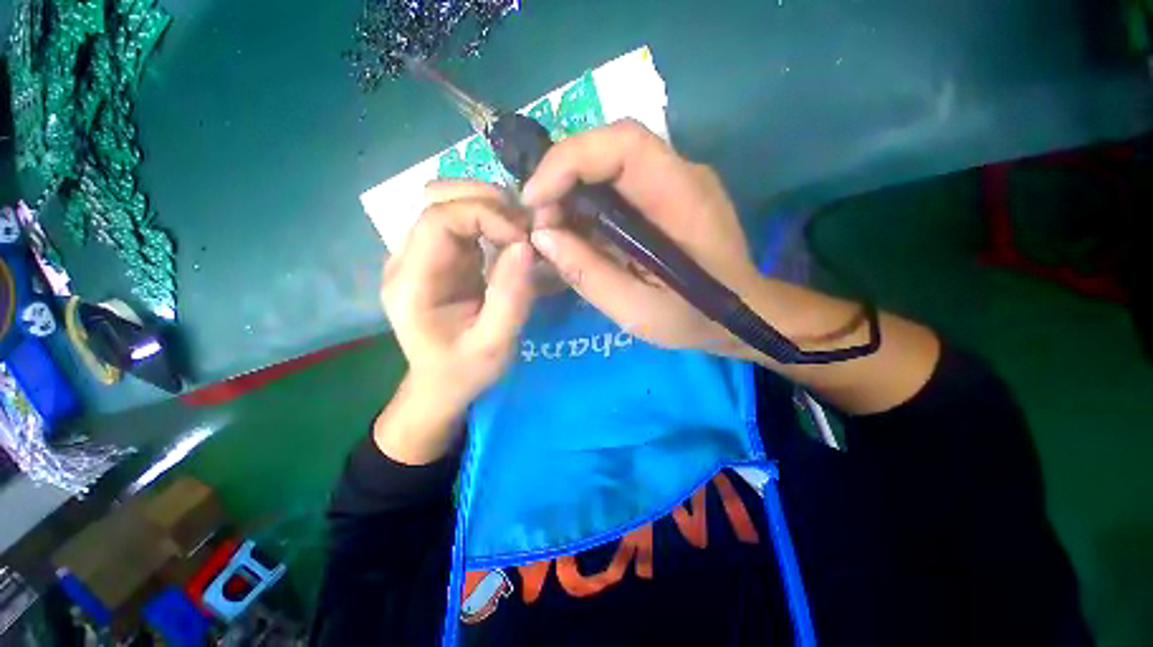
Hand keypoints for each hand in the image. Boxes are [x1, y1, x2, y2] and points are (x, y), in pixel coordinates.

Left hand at [381, 180, 534, 417]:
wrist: (441, 383)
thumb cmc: (464, 370)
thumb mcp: (494, 344)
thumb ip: (510, 298)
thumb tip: (526, 246)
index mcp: (411, 283)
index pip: (439, 219)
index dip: (485, 215)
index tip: (523, 239)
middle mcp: (407, 259)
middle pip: (437, 198)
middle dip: (487, 201)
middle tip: (525, 226)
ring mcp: (420, 254)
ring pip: (448, 201)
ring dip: (489, 205)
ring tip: (520, 229)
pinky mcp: (438, 256)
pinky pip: (461, 219)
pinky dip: (490, 218)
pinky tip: (510, 237)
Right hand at [522, 120, 761, 353]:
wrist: (740, 315)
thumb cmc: (695, 318)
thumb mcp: (637, 309)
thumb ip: (589, 274)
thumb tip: (543, 237)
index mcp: (682, 196)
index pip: (622, 143)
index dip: (568, 160)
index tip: (534, 199)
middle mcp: (681, 174)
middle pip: (610, 148)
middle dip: (562, 177)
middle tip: (540, 221)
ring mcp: (675, 182)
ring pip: (609, 165)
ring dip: (572, 191)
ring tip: (553, 230)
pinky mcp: (666, 196)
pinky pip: (618, 185)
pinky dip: (588, 204)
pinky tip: (579, 232)